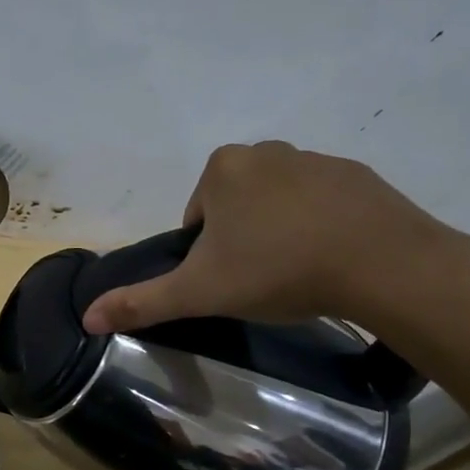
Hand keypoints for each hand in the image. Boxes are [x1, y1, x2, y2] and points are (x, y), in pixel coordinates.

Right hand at [81, 141, 467, 334]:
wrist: (383, 265)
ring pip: (278, 203)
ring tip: (297, 274)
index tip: (228, 280)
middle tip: (260, 280)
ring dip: (279, 233)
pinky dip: (319, 227)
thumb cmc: (277, 270)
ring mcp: (317, 159)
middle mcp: (266, 152)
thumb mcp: (199, 292)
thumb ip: (141, 302)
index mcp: (222, 169)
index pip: (196, 216)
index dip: (205, 253)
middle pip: (235, 206)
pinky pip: (323, 203)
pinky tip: (332, 260)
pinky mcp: (358, 176)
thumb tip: (86, 318)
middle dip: (241, 239)